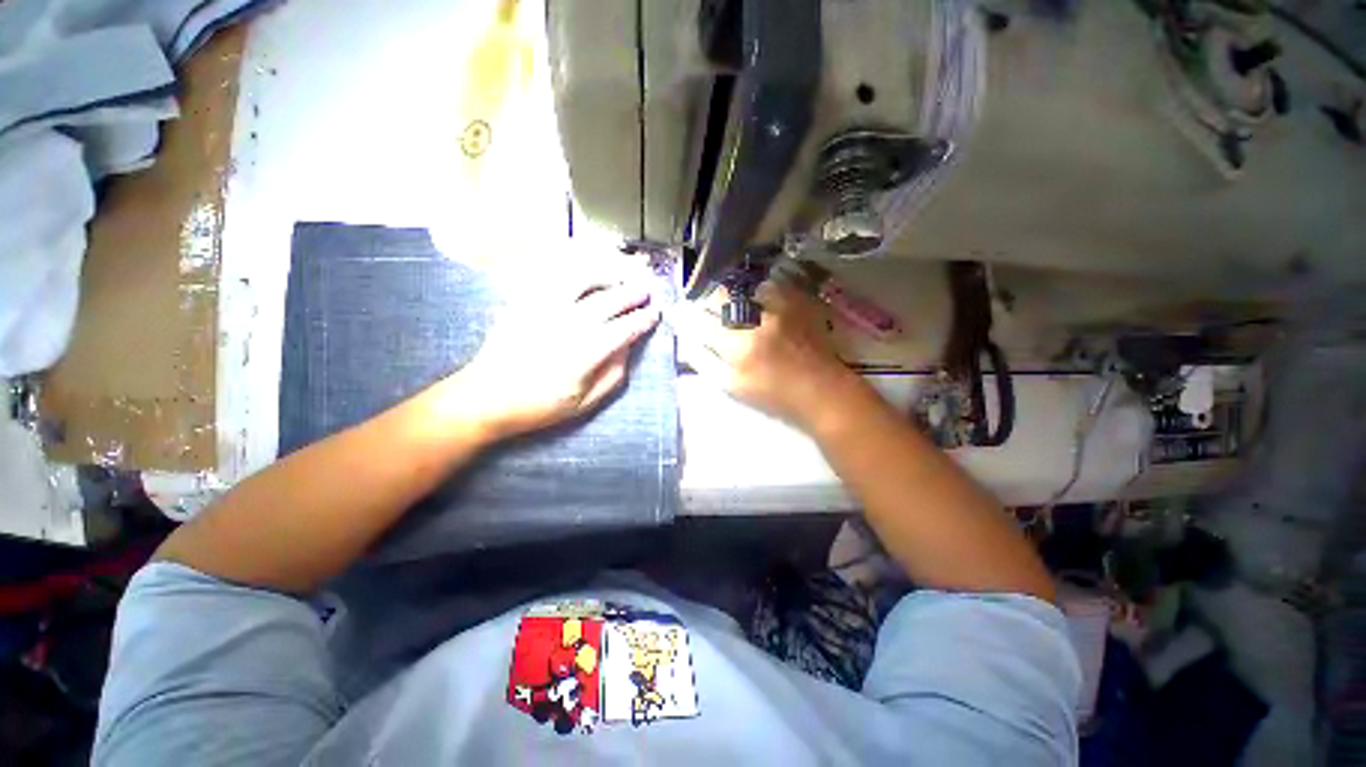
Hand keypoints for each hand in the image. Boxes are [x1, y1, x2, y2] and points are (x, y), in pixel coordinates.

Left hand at [452, 271, 659, 440]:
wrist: (486, 396)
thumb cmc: (539, 406)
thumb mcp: (585, 403)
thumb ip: (613, 375)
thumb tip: (628, 348)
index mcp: (585, 353)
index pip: (624, 329)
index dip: (643, 320)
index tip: (654, 315)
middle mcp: (568, 325)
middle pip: (608, 301)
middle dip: (631, 294)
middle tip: (645, 291)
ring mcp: (544, 309)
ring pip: (581, 280)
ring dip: (605, 276)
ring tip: (617, 278)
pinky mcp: (525, 302)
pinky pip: (553, 278)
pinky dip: (574, 273)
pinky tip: (584, 276)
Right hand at [671, 282, 861, 428]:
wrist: (822, 389)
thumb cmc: (774, 395)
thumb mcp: (732, 387)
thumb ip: (704, 361)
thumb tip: (685, 340)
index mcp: (737, 345)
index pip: (699, 319)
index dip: (684, 315)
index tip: (677, 313)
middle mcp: (756, 318)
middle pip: (716, 296)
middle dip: (703, 300)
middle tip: (701, 309)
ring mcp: (778, 305)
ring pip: (738, 286)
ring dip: (727, 294)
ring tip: (726, 306)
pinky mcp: (795, 299)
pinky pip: (764, 284)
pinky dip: (751, 291)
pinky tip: (752, 303)